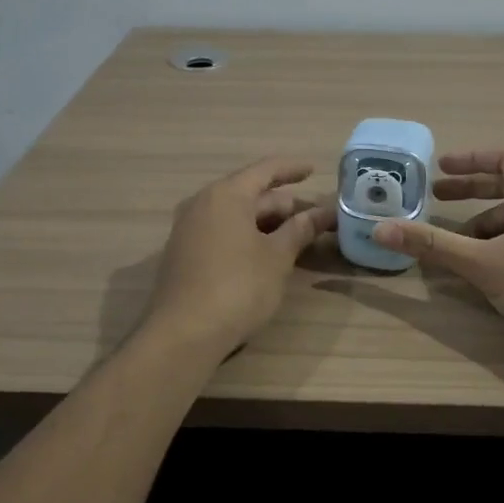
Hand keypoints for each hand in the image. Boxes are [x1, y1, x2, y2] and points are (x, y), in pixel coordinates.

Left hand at [142, 157, 336, 357]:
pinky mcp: (184, 254)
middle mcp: (203, 204)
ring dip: (266, 223)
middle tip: (315, 217)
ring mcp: (189, 230)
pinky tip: (265, 253)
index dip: (292, 169)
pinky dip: (247, 235)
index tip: (314, 169)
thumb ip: (299, 231)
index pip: (265, 170)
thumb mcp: (277, 257)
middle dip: (284, 204)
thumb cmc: (238, 287)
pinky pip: (222, 232)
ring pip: (236, 215)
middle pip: (250, 193)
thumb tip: (320, 213)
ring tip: (296, 236)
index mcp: (226, 194)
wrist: (183, 334)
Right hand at [372, 146, 503, 361]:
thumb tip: (380, 227)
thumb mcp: (483, 265)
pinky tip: (488, 271)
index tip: (440, 167)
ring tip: (456, 244)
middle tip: (437, 199)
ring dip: (484, 222)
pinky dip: (502, 242)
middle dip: (470, 190)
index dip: (471, 157)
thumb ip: (433, 245)